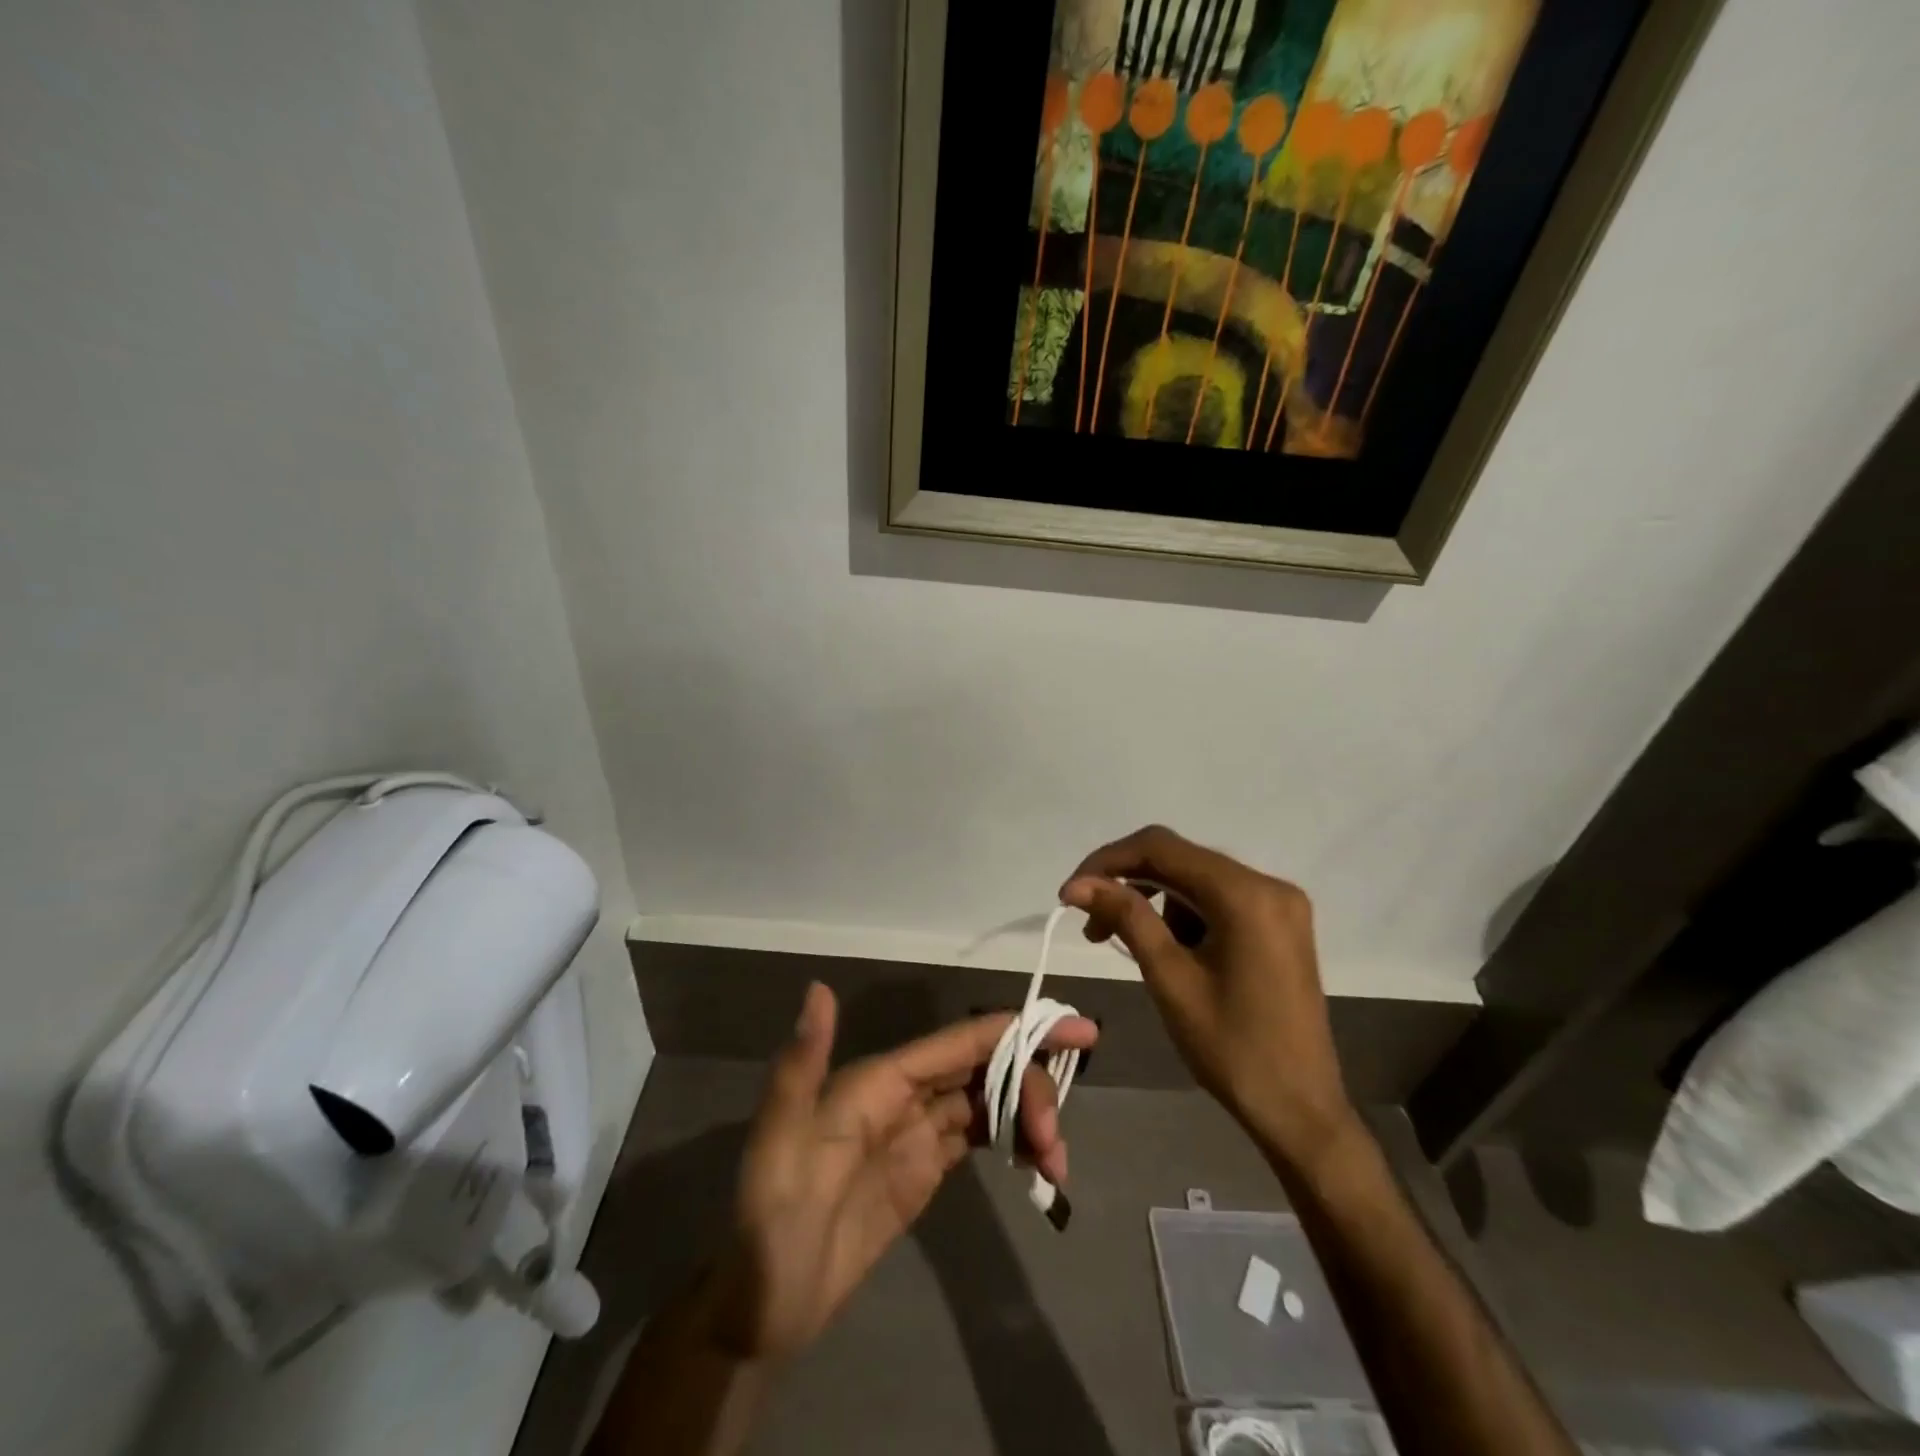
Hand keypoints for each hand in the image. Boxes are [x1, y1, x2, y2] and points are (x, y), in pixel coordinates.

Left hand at [706, 982, 1097, 1361]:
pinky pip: (981, 1138)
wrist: (762, 1306)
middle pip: (984, 1068)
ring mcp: (917, 1133)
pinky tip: (1038, 1162)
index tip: (1076, 1031)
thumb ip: (801, 1065)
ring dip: (1029, 1117)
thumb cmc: (771, 1220)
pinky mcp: (925, 1170)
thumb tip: (817, 987)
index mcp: (880, 1080)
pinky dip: (1014, 1140)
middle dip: (1030, 1086)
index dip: (1016, 1031)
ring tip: (1055, 1162)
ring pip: (989, 1101)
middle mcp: (904, 1095)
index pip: (960, 1043)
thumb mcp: (779, 1142)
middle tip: (1055, 1140)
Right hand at [1062, 825, 1356, 1171]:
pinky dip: (1185, 916)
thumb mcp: (1170, 979)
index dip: (1109, 862)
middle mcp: (1269, 885)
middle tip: (1092, 926)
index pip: (1161, 847)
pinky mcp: (1280, 925)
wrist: (1300, 1111)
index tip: (1071, 894)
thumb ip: (1126, 917)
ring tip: (1131, 948)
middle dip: (1129, 884)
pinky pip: (1219, 901)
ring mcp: (1280, 904)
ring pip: (1197, 880)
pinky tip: (1171, 952)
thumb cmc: (1231, 1049)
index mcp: (1246, 894)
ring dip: (1155, 903)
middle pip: (1180, 859)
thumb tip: (1078, 884)